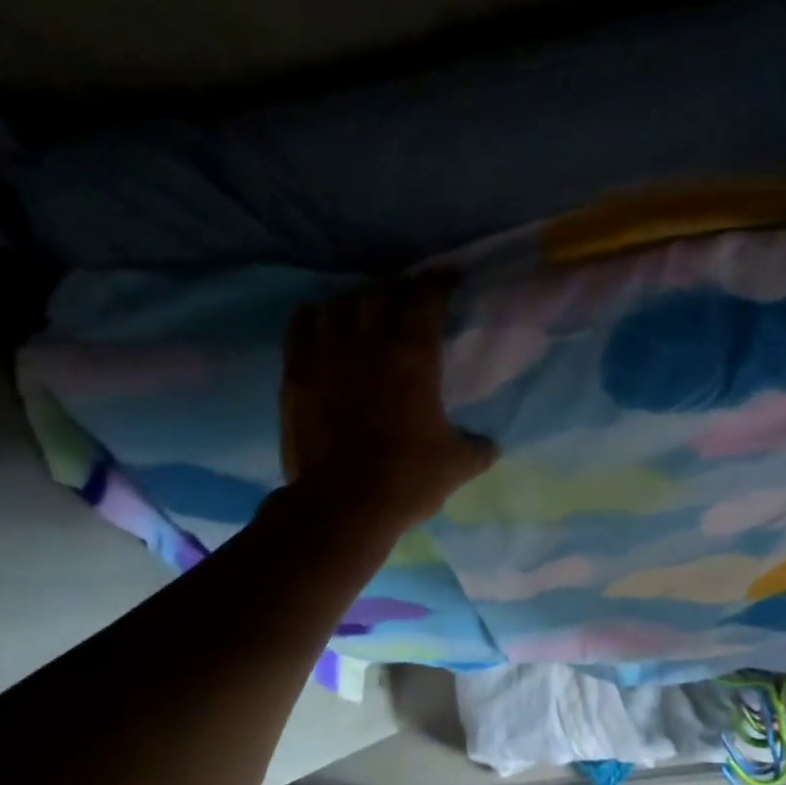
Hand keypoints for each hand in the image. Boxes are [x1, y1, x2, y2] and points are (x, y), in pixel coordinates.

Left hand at [279, 277, 496, 526]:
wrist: (342, 504)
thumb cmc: (408, 478)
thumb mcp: (458, 465)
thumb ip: (478, 447)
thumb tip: (490, 445)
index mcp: (415, 357)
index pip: (426, 298)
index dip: (439, 282)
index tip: (448, 280)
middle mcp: (370, 343)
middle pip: (381, 291)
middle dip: (398, 290)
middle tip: (407, 301)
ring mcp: (327, 355)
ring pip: (340, 303)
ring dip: (356, 301)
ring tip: (364, 311)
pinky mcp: (296, 374)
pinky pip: (301, 326)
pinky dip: (315, 317)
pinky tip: (322, 323)